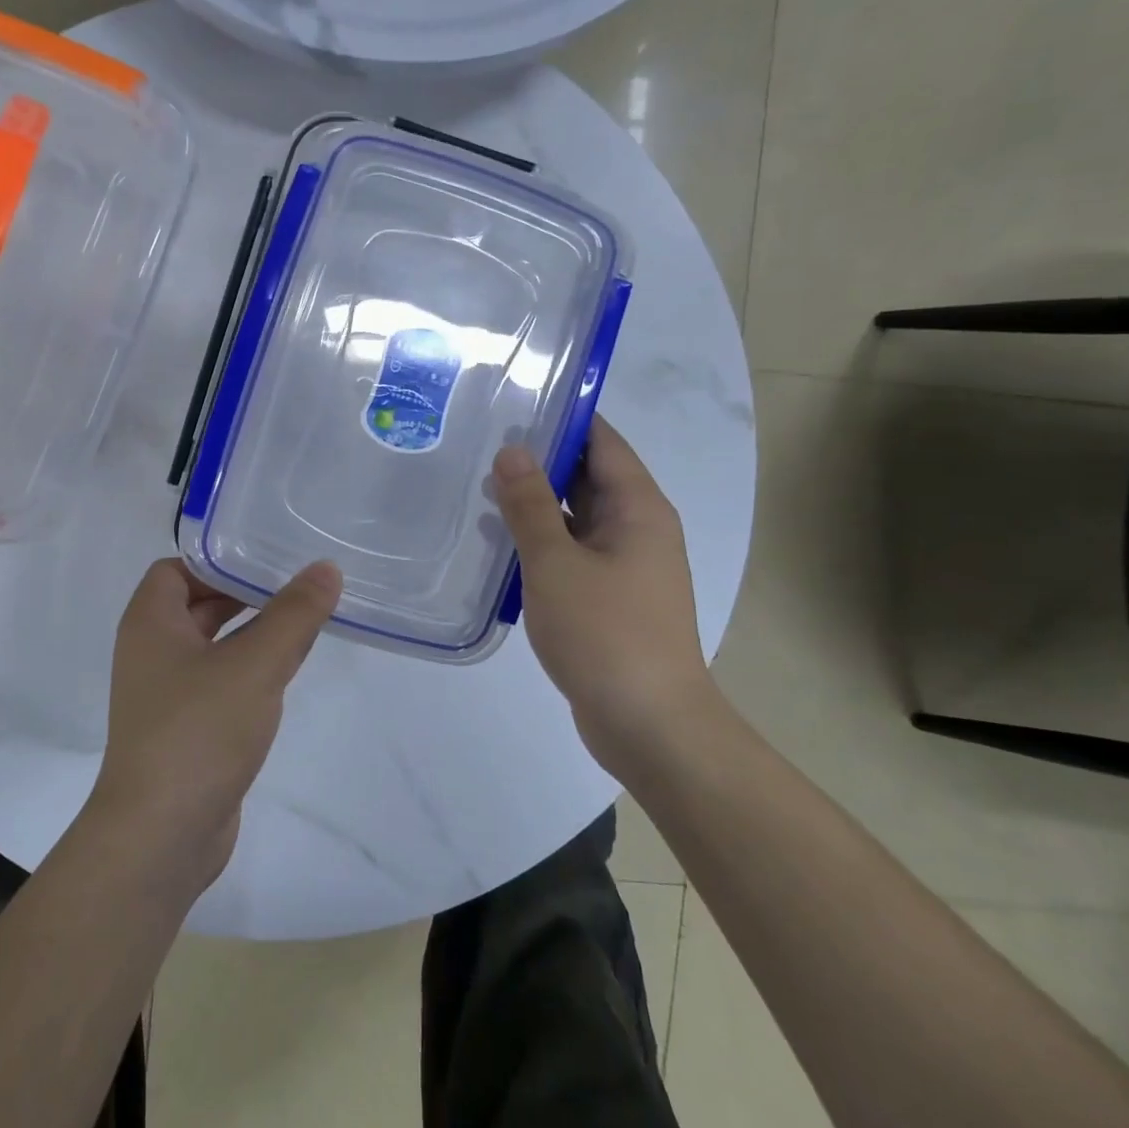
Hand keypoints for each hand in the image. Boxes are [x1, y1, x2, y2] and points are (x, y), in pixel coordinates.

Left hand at [92, 558, 341, 885]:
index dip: (217, 560)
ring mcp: (166, 695)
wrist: (161, 835)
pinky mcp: (185, 731)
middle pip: (197, 605)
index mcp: (150, 623)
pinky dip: (247, 672)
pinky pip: (218, 684)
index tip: (266, 559)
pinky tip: (283, 676)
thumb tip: (326, 568)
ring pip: (212, 647)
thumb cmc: (199, 731)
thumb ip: (293, 614)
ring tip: (302, 623)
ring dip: (250, 634)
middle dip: (243, 594)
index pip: (176, 569)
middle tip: (296, 585)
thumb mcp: (255, 664)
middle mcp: (151, 652)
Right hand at [492, 416, 709, 771]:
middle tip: (481, 443)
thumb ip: (530, 505)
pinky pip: (572, 552)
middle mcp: (638, 528)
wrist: (649, 725)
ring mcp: (626, 565)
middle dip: (540, 460)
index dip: (563, 418)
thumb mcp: (556, 563)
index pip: (602, 441)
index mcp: (638, 508)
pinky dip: (541, 542)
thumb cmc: (606, 635)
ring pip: (577, 517)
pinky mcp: (610, 597)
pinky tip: (499, 544)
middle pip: (589, 476)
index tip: (514, 403)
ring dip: (536, 504)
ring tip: (479, 488)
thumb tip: (512, 451)